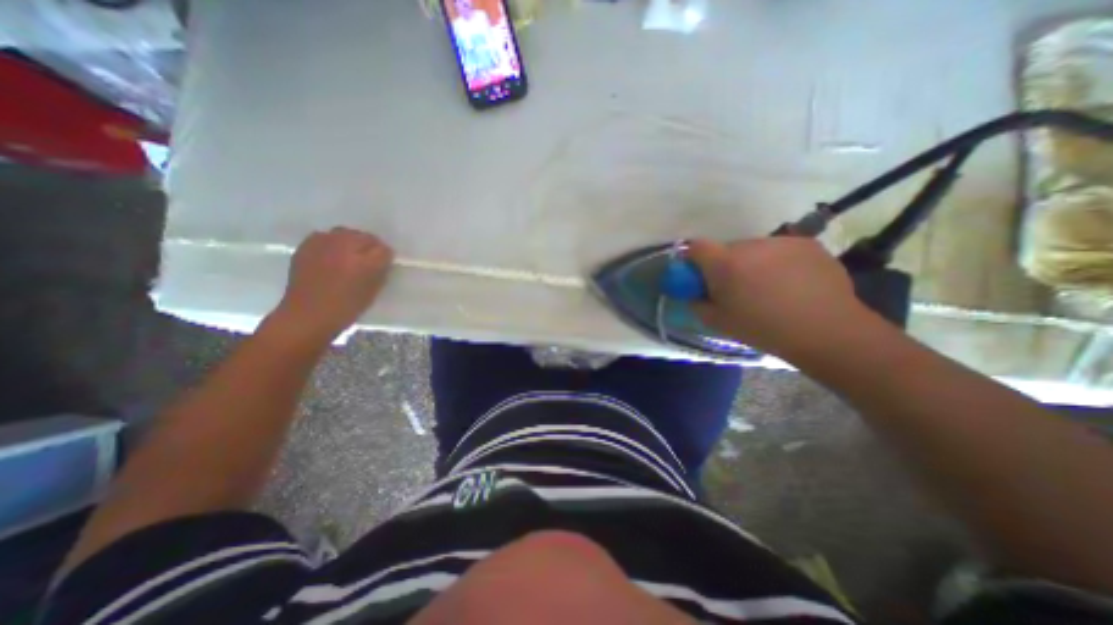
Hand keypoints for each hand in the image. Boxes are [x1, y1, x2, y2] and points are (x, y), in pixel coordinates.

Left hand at [272, 227, 394, 342]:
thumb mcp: (373, 291)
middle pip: (364, 236)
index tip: (384, 263)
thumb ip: (380, 271)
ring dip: (350, 241)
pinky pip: (324, 236)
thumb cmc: (346, 308)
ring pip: (344, 232)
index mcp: (365, 263)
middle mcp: (344, 249)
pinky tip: (331, 254)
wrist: (307, 315)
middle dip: (369, 245)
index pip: (383, 249)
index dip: (385, 256)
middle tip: (368, 258)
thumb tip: (383, 259)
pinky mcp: (306, 246)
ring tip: (349, 254)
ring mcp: (323, 245)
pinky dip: (331, 242)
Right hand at [683, 235, 872, 359]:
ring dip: (752, 263)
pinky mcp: (806, 244)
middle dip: (725, 265)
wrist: (827, 330)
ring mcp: (780, 242)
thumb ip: (696, 303)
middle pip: (726, 249)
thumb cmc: (763, 329)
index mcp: (724, 263)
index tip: (698, 275)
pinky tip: (791, 283)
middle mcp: (750, 245)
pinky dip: (777, 262)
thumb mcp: (718, 322)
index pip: (696, 247)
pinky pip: (779, 250)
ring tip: (768, 287)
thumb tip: (692, 292)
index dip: (692, 259)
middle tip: (736, 288)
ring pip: (754, 249)